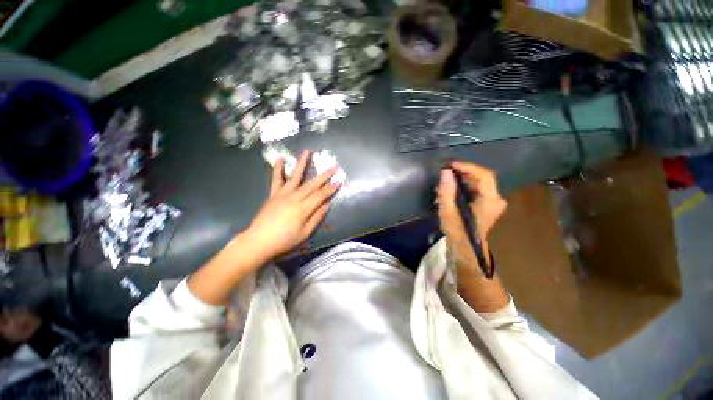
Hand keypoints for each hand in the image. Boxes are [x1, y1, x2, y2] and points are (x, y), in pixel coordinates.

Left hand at [245, 150, 340, 259]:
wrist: (259, 241)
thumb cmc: (284, 240)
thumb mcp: (304, 233)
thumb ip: (316, 217)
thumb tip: (327, 204)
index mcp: (303, 208)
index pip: (321, 195)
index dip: (331, 188)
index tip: (339, 181)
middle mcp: (294, 197)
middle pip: (312, 184)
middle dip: (324, 175)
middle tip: (334, 166)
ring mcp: (283, 194)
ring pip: (295, 176)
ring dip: (302, 164)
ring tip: (307, 151)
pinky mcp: (273, 194)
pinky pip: (276, 179)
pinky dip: (278, 169)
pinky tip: (280, 158)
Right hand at [437, 162, 506, 274]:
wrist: (466, 250)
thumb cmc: (457, 232)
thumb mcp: (448, 212)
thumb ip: (447, 191)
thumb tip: (445, 172)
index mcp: (490, 200)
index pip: (484, 175)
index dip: (467, 167)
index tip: (450, 165)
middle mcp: (496, 198)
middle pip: (482, 177)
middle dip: (463, 172)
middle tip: (446, 172)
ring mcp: (493, 202)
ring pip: (479, 183)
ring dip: (463, 179)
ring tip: (446, 180)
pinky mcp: (487, 205)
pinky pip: (477, 189)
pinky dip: (465, 186)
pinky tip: (452, 188)